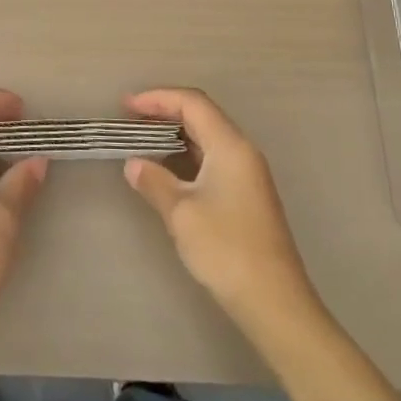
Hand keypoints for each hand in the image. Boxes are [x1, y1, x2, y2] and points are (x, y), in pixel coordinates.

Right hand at [123, 88, 317, 332]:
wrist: (274, 303)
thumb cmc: (226, 250)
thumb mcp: (181, 213)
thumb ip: (154, 182)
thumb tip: (134, 164)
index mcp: (230, 146)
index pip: (192, 103)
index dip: (157, 98)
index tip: (125, 106)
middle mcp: (242, 152)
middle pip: (202, 115)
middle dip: (164, 112)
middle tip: (129, 119)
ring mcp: (248, 174)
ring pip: (208, 138)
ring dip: (175, 134)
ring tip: (143, 140)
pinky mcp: (247, 195)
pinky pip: (212, 159)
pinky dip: (186, 155)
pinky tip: (168, 170)